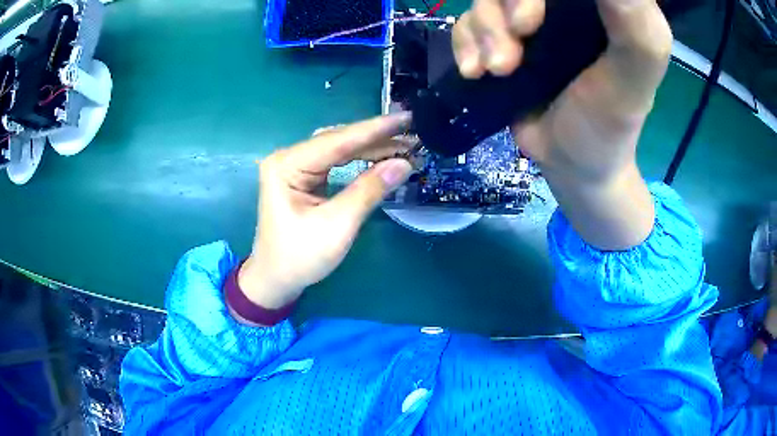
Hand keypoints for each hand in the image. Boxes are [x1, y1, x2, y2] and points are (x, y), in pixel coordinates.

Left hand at [235, 114, 412, 320]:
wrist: (276, 280)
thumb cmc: (300, 257)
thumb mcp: (337, 225)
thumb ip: (370, 190)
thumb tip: (404, 164)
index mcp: (286, 165)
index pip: (337, 140)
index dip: (375, 129)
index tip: (406, 118)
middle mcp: (288, 158)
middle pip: (338, 140)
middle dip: (376, 137)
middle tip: (411, 132)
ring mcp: (295, 167)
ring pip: (339, 148)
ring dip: (371, 147)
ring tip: (404, 145)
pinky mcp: (303, 178)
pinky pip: (336, 161)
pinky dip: (360, 159)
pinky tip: (381, 156)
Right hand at [453, 0, 671, 249]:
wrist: (569, 164)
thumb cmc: (608, 125)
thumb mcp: (633, 81)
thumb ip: (636, 31)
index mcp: (600, 7)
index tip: (535, 20)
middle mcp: (564, 7)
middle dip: (507, 6)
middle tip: (517, 40)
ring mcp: (529, 20)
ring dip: (483, 30)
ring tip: (498, 71)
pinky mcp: (502, 39)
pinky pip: (468, 21)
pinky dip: (464, 43)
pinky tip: (476, 72)